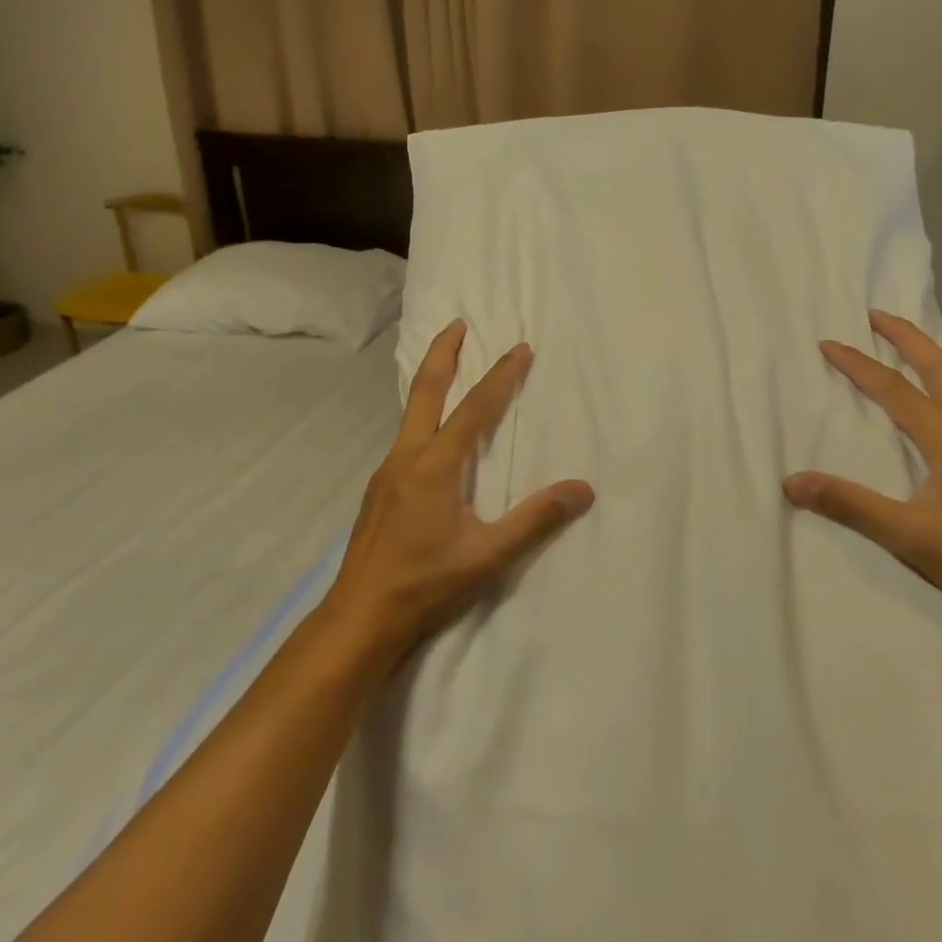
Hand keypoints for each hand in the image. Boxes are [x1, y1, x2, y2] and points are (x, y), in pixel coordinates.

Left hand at [325, 320, 594, 662]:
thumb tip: (582, 489)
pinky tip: (430, 432)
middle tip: (458, 324)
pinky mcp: (380, 489)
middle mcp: (407, 456)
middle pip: (426, 391)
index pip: (474, 408)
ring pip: (411, 412)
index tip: (520, 348)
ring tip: (448, 366)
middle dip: (444, 354)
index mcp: (435, 465)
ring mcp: (387, 471)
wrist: (359, 617)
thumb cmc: (425, 585)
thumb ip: (535, 520)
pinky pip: (405, 436)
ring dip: (431, 382)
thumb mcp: (487, 556)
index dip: (500, 376)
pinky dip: (422, 414)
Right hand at [782, 310, 941, 627]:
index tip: (829, 343)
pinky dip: (940, 393)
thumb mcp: (906, 535)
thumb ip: (849, 504)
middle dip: (908, 338)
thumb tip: (792, 482)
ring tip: (903, 352)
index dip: (859, 364)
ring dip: (928, 362)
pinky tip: (933, 417)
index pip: (895, 390)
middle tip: (877, 315)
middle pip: (940, 370)